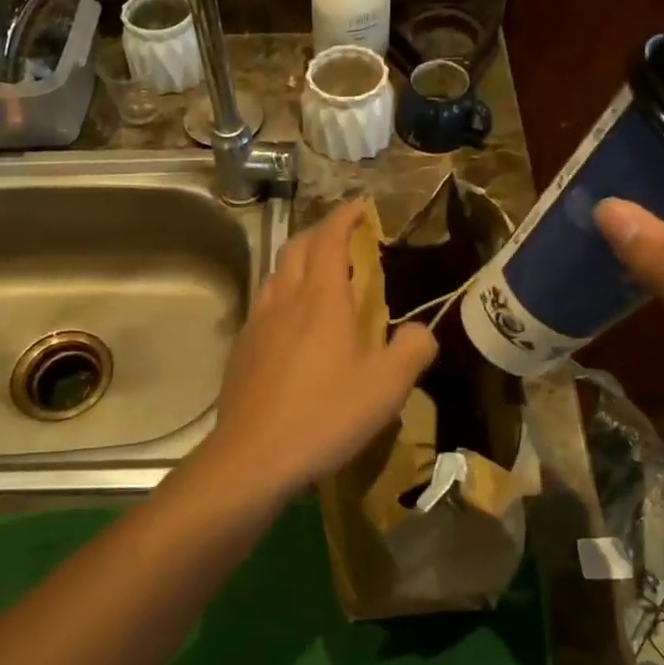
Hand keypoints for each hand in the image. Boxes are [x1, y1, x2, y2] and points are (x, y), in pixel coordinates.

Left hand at [205, 202, 436, 499]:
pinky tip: (291, 323)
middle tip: (342, 240)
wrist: (253, 456)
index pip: (329, 239)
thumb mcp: (387, 388)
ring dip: (297, 262)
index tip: (359, 207)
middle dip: (320, 233)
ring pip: (275, 274)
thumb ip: (413, 350)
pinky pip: (263, 304)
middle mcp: (285, 300)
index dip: (344, 217)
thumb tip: (422, 331)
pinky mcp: (242, 349)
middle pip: (296, 247)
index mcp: (322, 300)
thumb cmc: (326, 416)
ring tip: (318, 277)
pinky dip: (282, 294)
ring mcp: (257, 323)